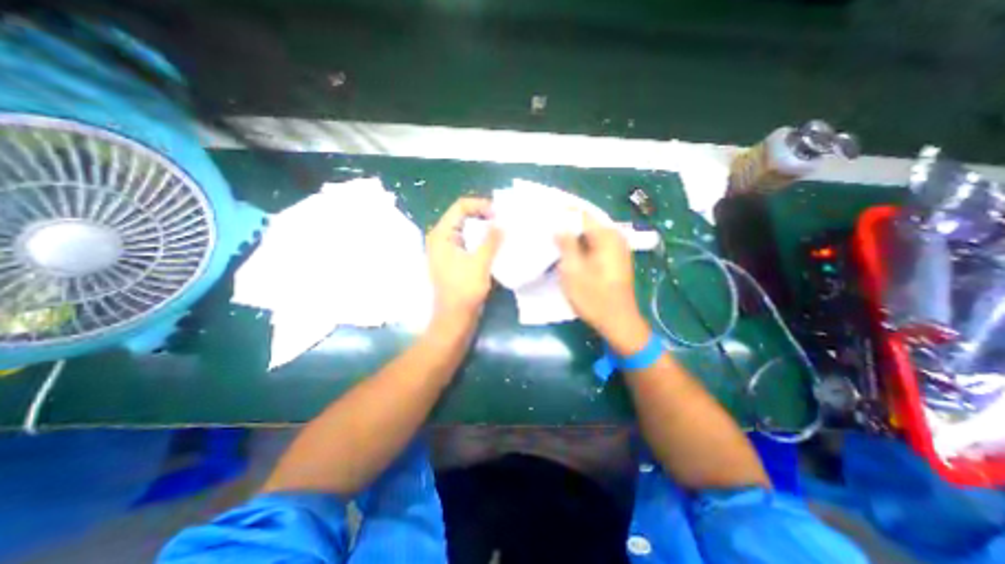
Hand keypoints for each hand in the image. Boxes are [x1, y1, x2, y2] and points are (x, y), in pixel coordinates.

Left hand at [423, 196, 502, 320]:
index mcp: (442, 235)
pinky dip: (481, 241)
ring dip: (484, 229)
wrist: (454, 318)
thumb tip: (501, 223)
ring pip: (467, 230)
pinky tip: (494, 245)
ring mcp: (447, 250)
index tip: (499, 214)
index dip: (481, 206)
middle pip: (463, 216)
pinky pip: (468, 242)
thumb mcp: (480, 263)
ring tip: (502, 231)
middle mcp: (441, 238)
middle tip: (504, 221)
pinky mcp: (453, 260)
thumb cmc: (464, 291)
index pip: (461, 207)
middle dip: (484, 216)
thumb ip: (491, 240)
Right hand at [557, 214, 650, 354]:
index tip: (544, 214)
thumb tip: (558, 225)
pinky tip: (568, 250)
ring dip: (573, 235)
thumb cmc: (593, 297)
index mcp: (606, 236)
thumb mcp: (573, 270)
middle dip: (567, 223)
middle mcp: (615, 237)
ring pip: (590, 233)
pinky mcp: (615, 258)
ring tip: (553, 238)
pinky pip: (594, 243)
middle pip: (587, 222)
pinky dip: (581, 244)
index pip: (581, 213)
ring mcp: (617, 247)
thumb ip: (566, 243)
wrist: (618, 321)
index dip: (562, 212)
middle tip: (546, 227)